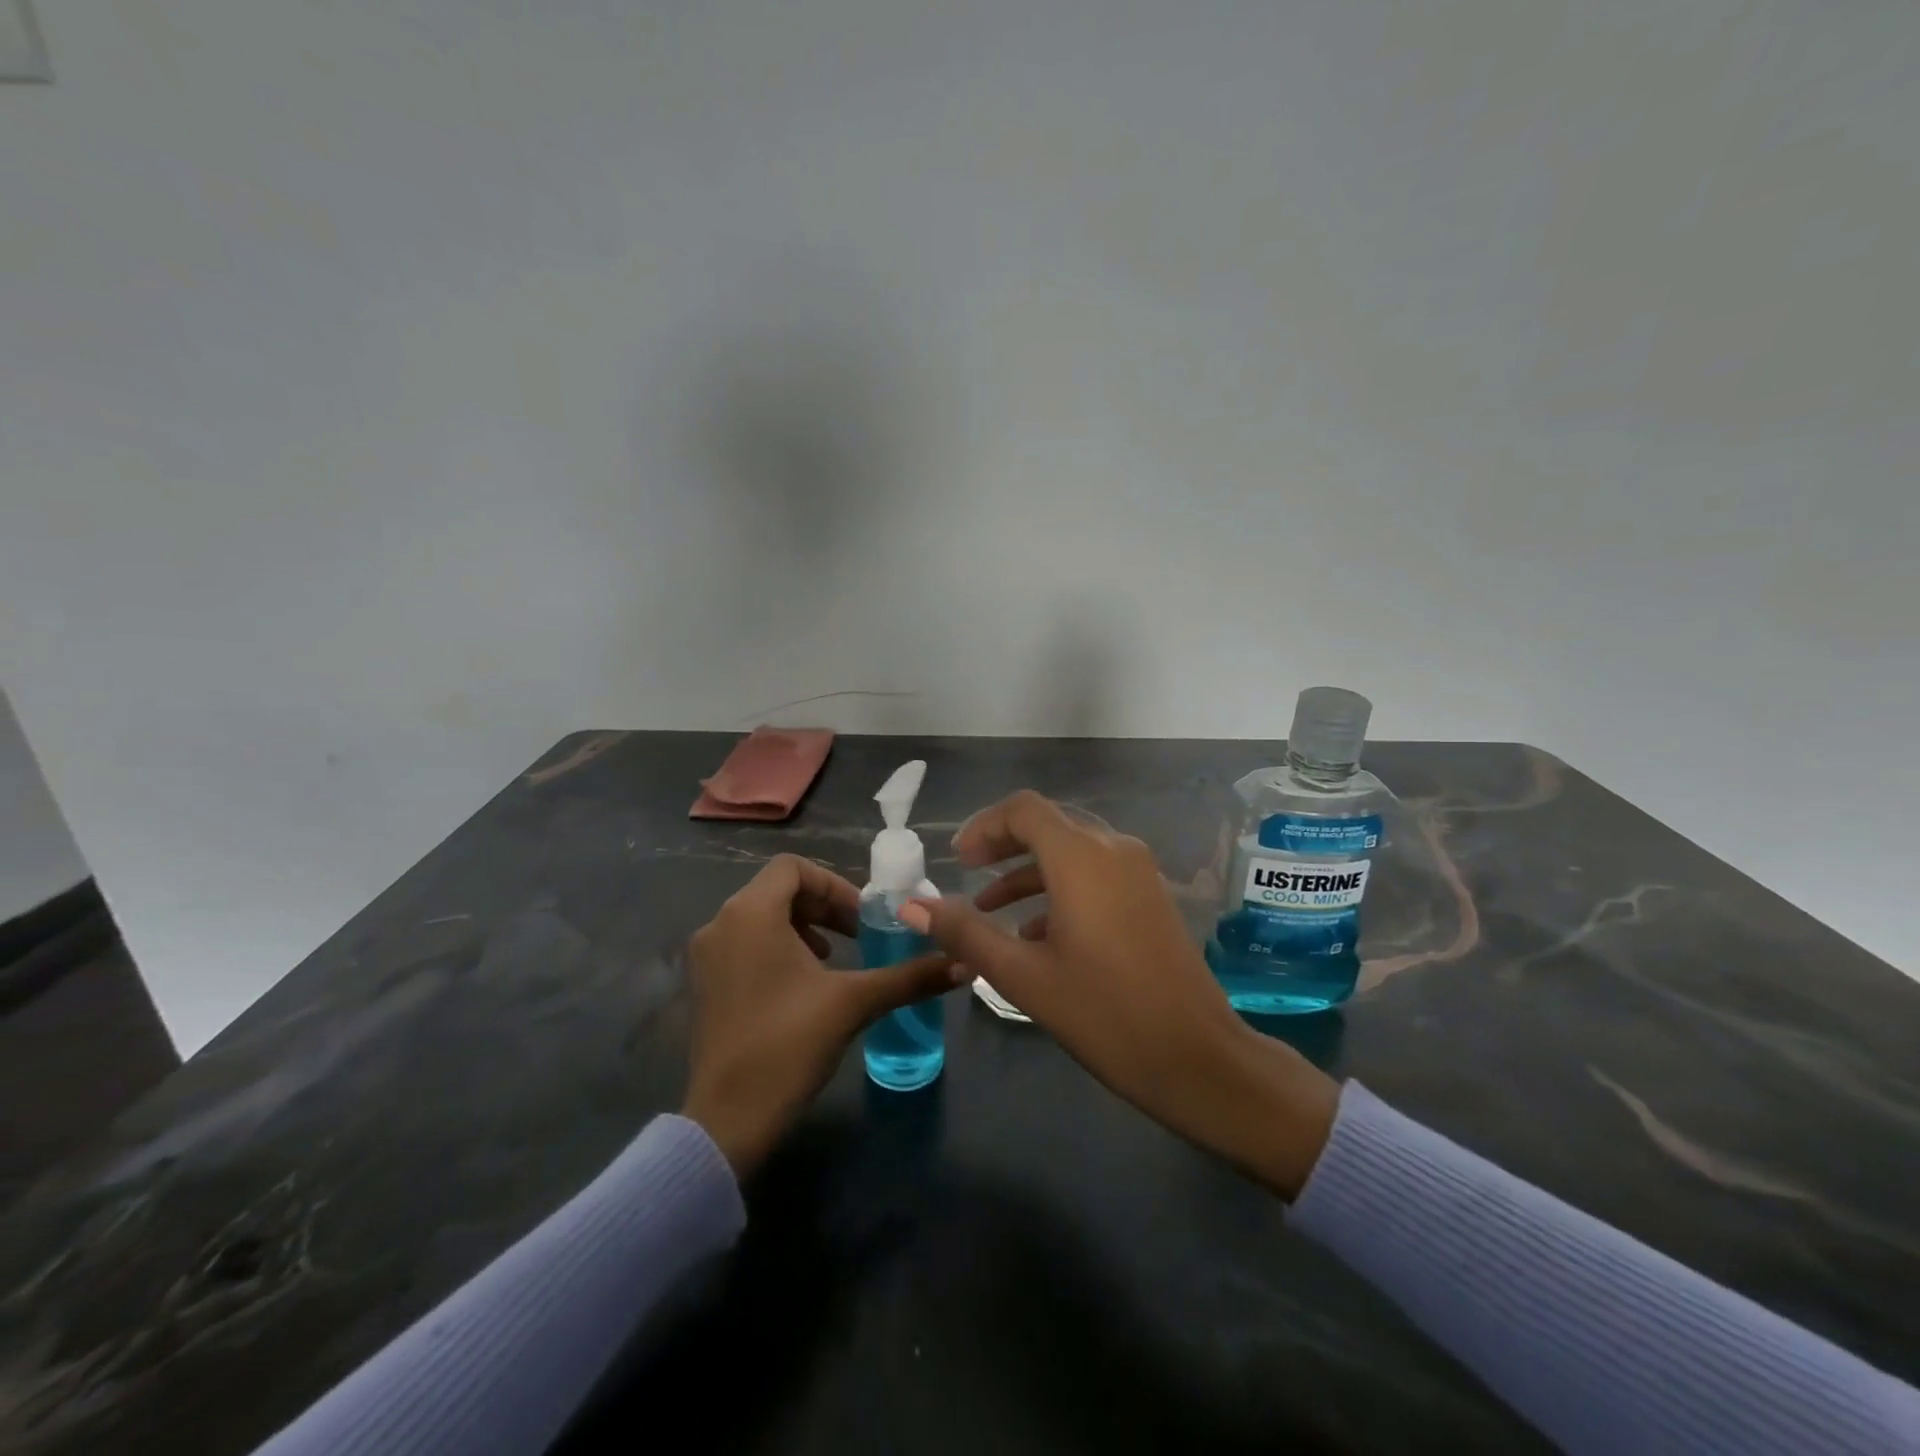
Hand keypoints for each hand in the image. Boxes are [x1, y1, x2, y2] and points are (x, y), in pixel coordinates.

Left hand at [683, 854, 962, 1177]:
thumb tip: (964, 964)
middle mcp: (720, 924)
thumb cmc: (788, 1044)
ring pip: (759, 918)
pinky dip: (776, 948)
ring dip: (802, 927)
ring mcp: (705, 956)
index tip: (862, 918)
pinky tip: (802, 986)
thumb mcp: (854, 1003)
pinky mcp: (703, 985)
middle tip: (856, 936)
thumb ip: (909, 977)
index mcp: (750, 913)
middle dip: (823, 907)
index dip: (833, 885)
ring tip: (832, 959)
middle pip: (776, 890)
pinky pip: (743, 944)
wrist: (727, 1120)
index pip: (792, 867)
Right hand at [903, 791, 1338, 1198]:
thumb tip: (910, 905)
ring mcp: (1138, 872)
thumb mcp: (1023, 975)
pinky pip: (1095, 874)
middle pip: (1048, 825)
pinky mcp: (1150, 897)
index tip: (956, 860)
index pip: (1024, 810)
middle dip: (1002, 846)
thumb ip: (965, 932)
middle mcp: (1113, 849)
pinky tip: (1036, 934)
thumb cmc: (1104, 1013)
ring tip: (989, 911)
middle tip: (966, 874)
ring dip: (1028, 872)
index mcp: (1081, 857)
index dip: (984, 826)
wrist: (1198, 1058)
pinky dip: (1059, 890)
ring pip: (1071, 852)